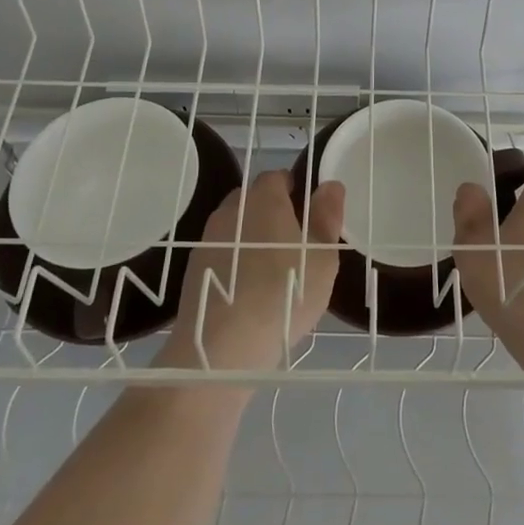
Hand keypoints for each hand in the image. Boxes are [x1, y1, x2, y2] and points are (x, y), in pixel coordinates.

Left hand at [164, 170, 343, 371]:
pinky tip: (248, 291)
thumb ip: (327, 216)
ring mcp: (208, 238)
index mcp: (264, 198)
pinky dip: (235, 263)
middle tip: (294, 245)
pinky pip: (222, 254)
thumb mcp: (322, 257)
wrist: (223, 347)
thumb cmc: (285, 293)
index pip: (278, 177)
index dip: (295, 191)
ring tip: (271, 272)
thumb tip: (330, 185)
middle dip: (272, 213)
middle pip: (254, 200)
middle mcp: (232, 210)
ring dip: (252, 239)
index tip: (309, 216)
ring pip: (236, 227)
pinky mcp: (194, 268)